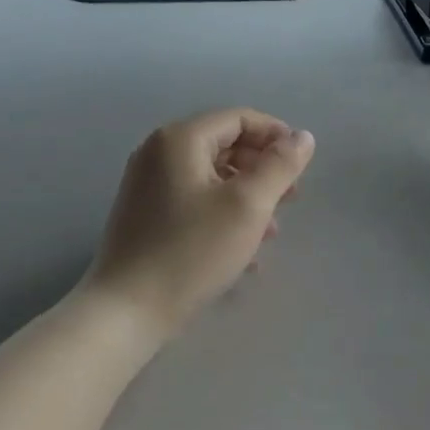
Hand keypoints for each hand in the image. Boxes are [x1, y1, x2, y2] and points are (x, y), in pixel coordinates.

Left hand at [79, 108, 315, 337]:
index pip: (239, 118)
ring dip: (247, 195)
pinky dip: (223, 213)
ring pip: (212, 176)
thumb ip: (280, 165)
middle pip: (225, 145)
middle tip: (292, 198)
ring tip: (272, 231)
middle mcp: (159, 152)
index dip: (276, 135)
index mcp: (180, 139)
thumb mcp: (248, 205)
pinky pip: (194, 199)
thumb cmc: (192, 251)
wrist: (127, 311)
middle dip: (263, 168)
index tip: (302, 165)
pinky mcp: (145, 214)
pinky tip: (244, 250)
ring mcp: (148, 184)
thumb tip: (302, 136)